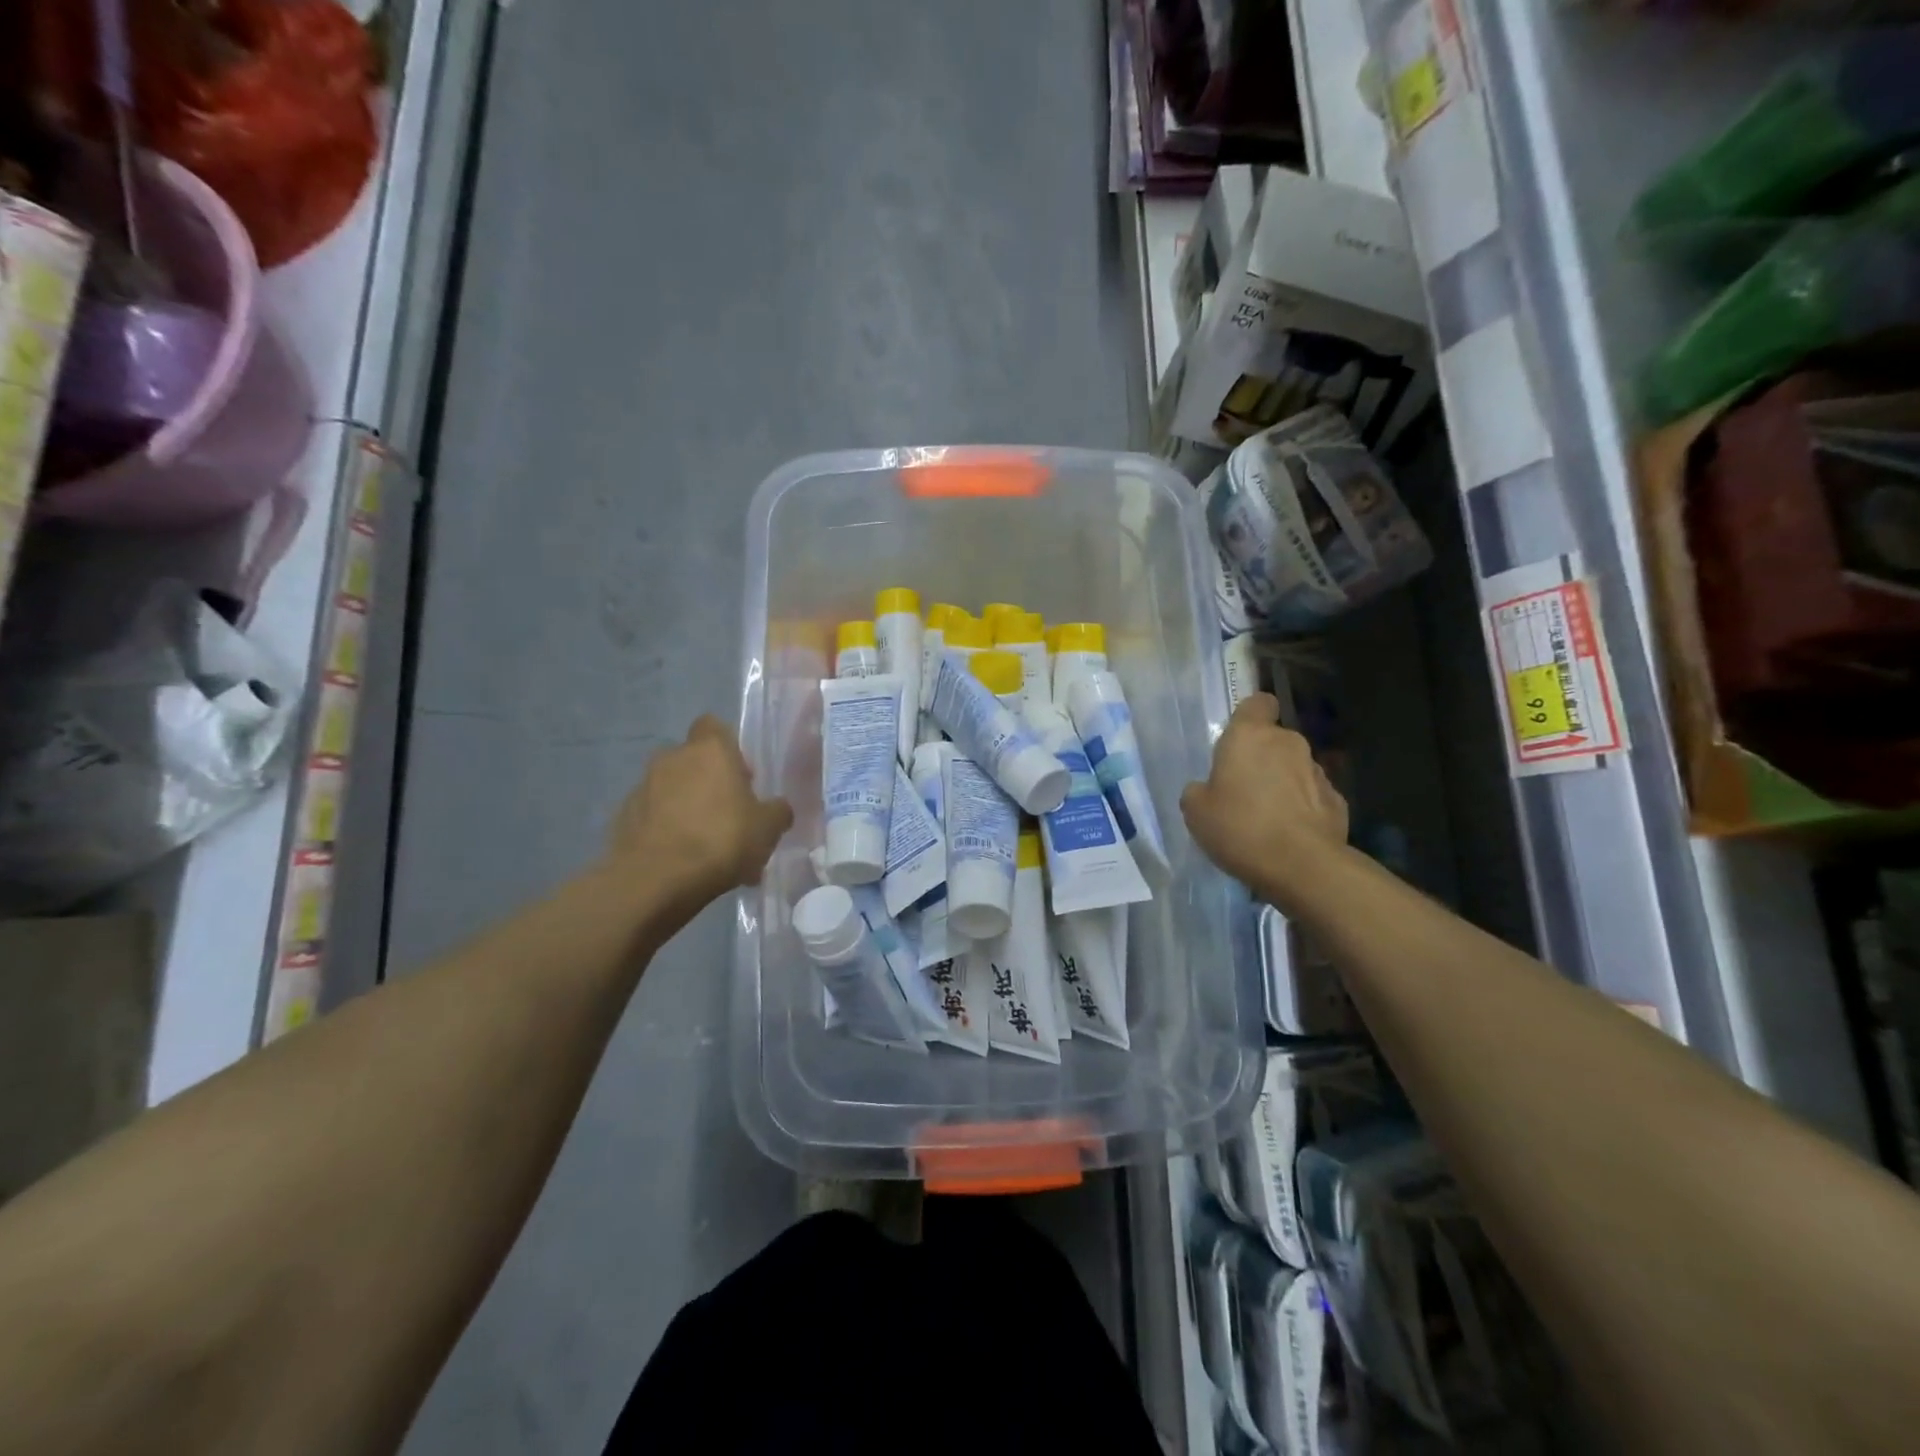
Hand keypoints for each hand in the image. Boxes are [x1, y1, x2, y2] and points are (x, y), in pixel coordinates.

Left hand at [606, 716, 792, 920]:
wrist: (655, 880)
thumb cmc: (721, 840)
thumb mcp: (768, 828)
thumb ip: (777, 811)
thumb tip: (777, 808)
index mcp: (710, 750)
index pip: (714, 726)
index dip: (729, 748)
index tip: (742, 777)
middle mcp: (672, 758)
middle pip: (694, 761)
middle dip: (710, 783)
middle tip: (730, 817)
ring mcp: (643, 787)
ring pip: (673, 790)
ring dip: (688, 809)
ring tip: (707, 848)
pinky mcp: (623, 817)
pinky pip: (653, 817)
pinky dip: (666, 831)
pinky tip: (682, 862)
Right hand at [1181, 693, 1347, 907]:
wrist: (1302, 866)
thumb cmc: (1240, 827)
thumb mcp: (1196, 811)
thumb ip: (1199, 791)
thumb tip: (1207, 789)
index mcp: (1250, 736)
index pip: (1258, 702)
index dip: (1249, 716)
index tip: (1238, 740)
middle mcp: (1288, 743)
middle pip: (1274, 740)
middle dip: (1261, 759)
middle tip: (1242, 791)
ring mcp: (1318, 771)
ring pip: (1294, 769)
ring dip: (1282, 784)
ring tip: (1266, 819)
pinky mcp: (1338, 801)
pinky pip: (1312, 797)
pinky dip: (1302, 809)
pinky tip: (1290, 835)